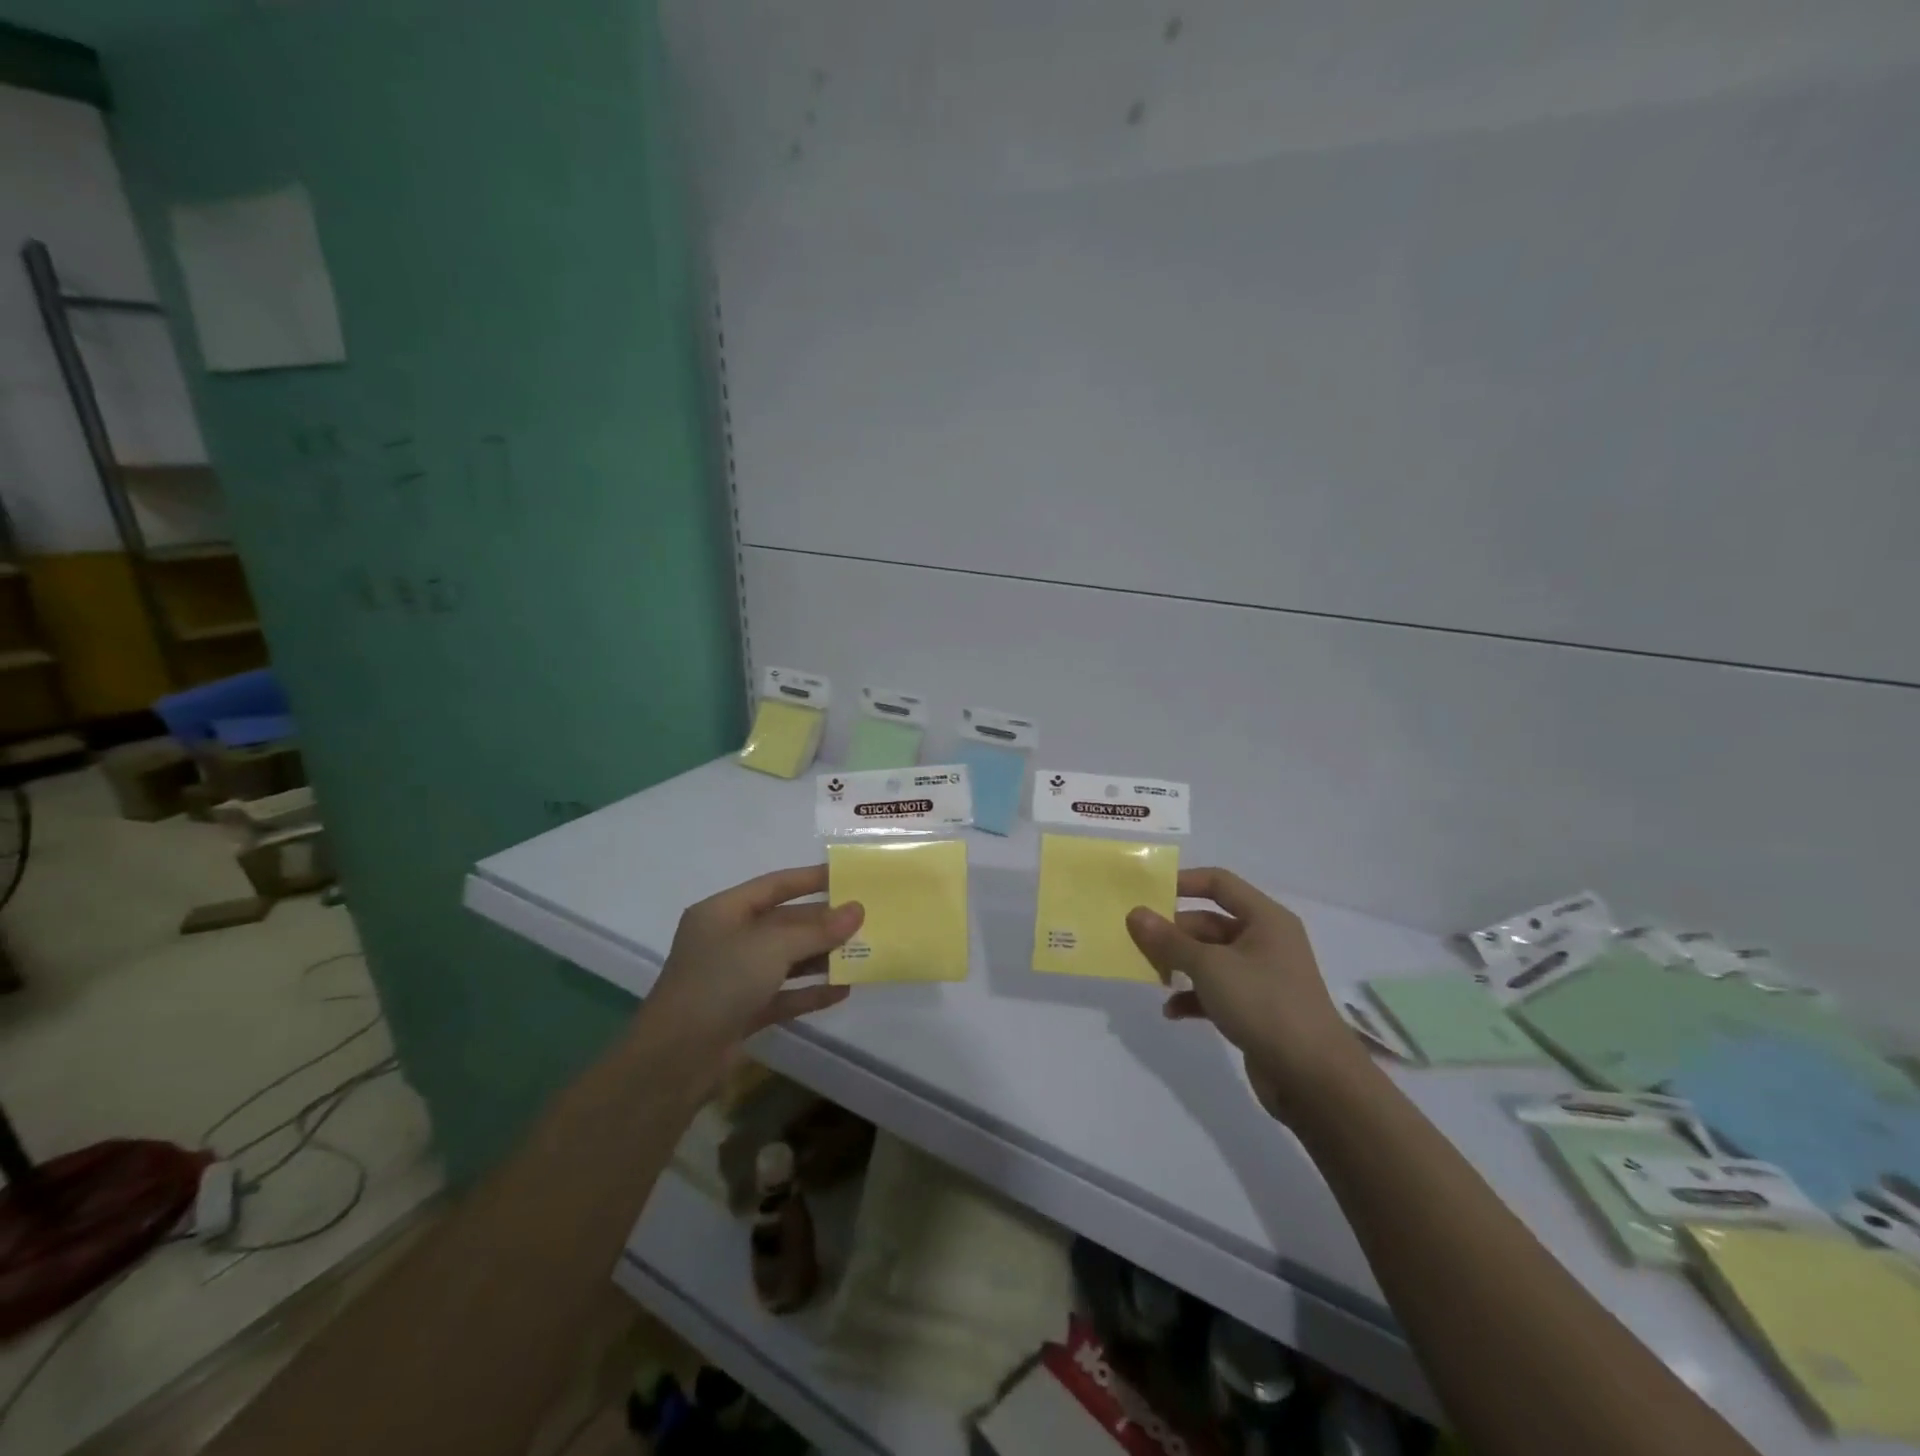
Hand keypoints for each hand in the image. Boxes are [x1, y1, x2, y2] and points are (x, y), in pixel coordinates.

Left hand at [647, 866, 862, 1063]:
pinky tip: (843, 990)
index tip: (848, 876)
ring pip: (786, 960)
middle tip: (865, 919)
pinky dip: (811, 992)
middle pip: (783, 923)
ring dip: (821, 957)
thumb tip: (857, 910)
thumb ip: (817, 929)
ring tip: (862, 953)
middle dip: (822, 922)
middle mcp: (727, 940)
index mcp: (723, 912)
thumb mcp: (771, 947)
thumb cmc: (720, 983)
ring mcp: (734, 978)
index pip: (774, 885)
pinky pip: (784, 994)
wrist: (675, 1060)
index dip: (810, 879)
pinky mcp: (742, 1013)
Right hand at [1127, 868, 1364, 1120]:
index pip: (1219, 883)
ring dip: (1180, 965)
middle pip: (1209, 923)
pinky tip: (1171, 1011)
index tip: (1147, 893)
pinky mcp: (1256, 1009)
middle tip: (1138, 942)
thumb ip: (1169, 940)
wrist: (1313, 1078)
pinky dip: (1193, 996)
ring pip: (1210, 958)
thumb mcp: (1209, 966)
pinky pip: (1217, 991)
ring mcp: (1262, 976)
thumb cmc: (1264, 1004)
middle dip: (1174, 932)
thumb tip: (1135, 913)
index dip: (1183, 882)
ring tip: (1151, 975)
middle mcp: (1266, 941)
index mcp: (1265, 919)